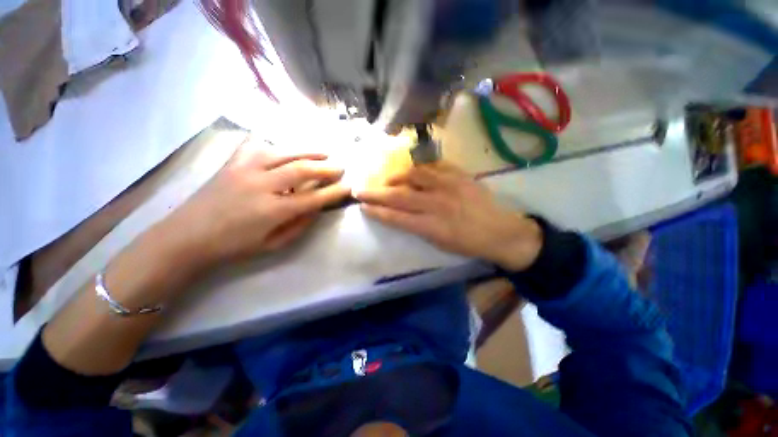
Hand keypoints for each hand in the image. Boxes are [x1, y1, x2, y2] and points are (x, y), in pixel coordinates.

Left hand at [164, 139, 349, 265]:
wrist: (186, 236)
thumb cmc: (233, 246)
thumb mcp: (273, 245)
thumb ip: (299, 225)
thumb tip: (316, 208)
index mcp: (272, 211)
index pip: (313, 198)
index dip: (334, 192)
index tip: (348, 187)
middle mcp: (261, 185)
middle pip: (302, 169)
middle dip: (326, 167)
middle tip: (340, 166)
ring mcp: (244, 169)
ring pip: (284, 152)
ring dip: (308, 151)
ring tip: (324, 151)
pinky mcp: (232, 161)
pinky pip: (258, 145)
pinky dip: (277, 145)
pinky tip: (286, 148)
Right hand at [355, 162, 541, 270]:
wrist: (501, 232)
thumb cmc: (468, 244)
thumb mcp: (439, 244)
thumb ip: (417, 227)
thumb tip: (399, 214)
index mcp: (432, 226)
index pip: (396, 217)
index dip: (377, 211)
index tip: (362, 206)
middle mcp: (437, 203)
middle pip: (399, 195)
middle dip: (376, 193)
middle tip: (360, 189)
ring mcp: (449, 185)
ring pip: (414, 175)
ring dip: (396, 177)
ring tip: (388, 180)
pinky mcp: (460, 175)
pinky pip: (434, 166)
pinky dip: (420, 169)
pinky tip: (414, 172)